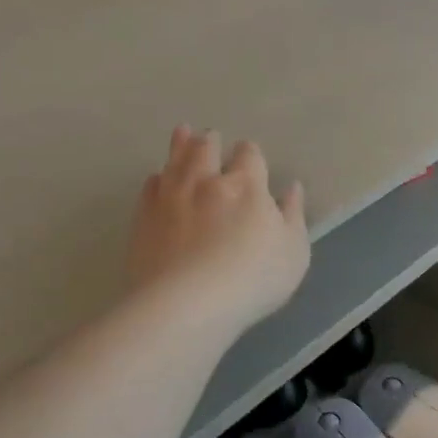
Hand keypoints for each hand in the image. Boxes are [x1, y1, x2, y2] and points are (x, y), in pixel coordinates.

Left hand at [128, 127, 309, 331]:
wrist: (185, 305)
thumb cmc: (251, 281)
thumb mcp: (293, 253)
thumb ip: (293, 216)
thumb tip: (292, 187)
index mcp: (246, 185)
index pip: (249, 154)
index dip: (250, 153)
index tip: (250, 157)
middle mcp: (207, 180)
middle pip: (207, 148)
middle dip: (211, 140)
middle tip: (211, 137)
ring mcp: (171, 196)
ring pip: (176, 159)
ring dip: (181, 144)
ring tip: (183, 132)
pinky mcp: (144, 217)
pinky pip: (150, 186)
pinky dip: (158, 178)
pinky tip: (158, 179)